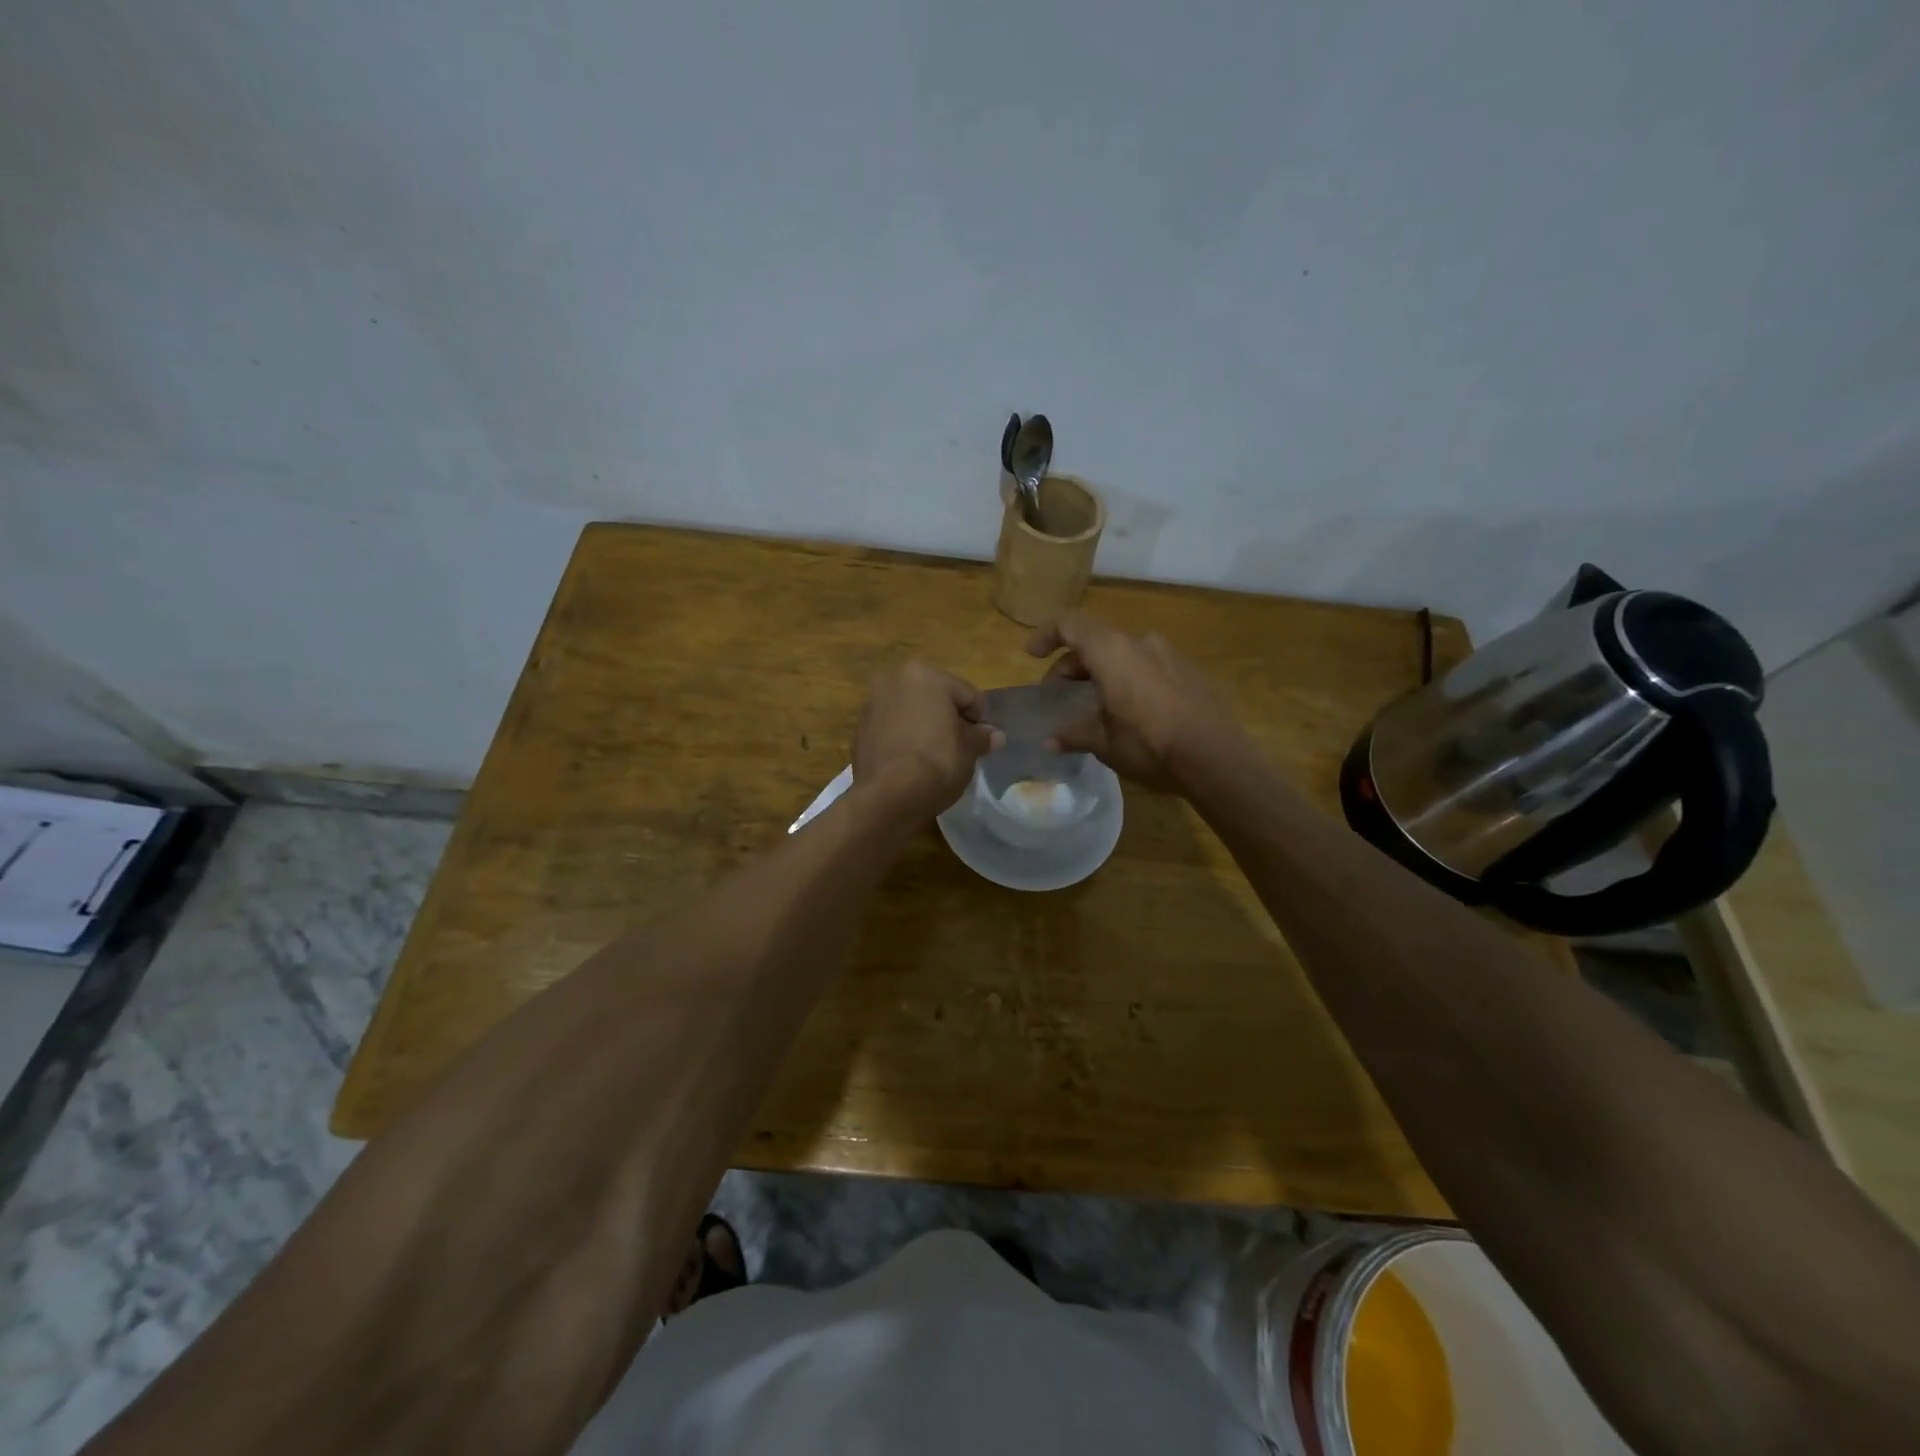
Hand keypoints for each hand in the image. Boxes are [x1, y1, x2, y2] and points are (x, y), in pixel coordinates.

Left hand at [852, 661, 1002, 820]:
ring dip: (924, 727)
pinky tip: (912, 762)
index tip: (983, 743)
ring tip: (935, 756)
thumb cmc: (936, 763)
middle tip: (960, 748)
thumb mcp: (969, 749)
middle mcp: (893, 679)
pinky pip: (892, 729)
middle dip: (948, 719)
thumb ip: (981, 737)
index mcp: (924, 674)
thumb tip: (994, 736)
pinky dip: (904, 739)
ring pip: (910, 712)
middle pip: (935, 698)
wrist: (887, 797)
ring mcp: (871, 704)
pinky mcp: (859, 730)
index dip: (980, 719)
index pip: (966, 694)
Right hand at [1025, 613, 1242, 792]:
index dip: (1046, 635)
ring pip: (1122, 655)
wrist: (1217, 758)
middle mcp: (1140, 642)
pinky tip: (1130, 711)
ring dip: (1101, 673)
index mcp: (1112, 651)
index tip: (1032, 656)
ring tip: (1094, 705)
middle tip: (1058, 695)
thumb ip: (1073, 734)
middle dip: (1071, 666)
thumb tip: (1050, 741)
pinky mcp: (1189, 672)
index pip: (1070, 624)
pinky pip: (1147, 667)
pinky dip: (1128, 680)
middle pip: (1095, 642)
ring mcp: (1169, 655)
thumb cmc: (1149, 744)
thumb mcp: (1103, 742)